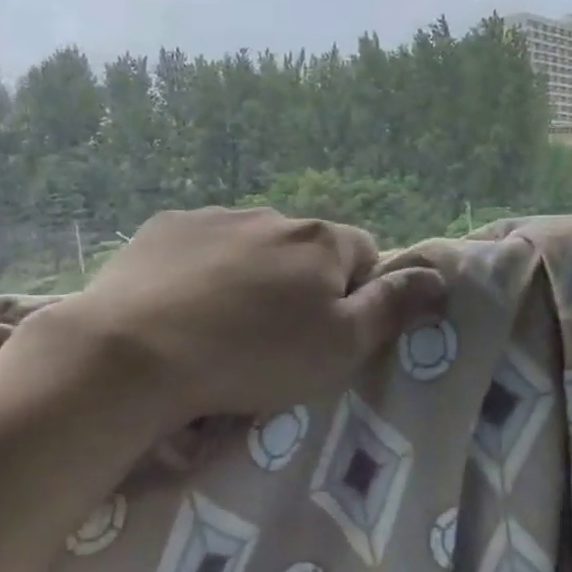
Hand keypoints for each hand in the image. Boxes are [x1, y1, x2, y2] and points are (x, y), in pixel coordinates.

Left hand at [21, 207, 447, 427]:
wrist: (135, 351)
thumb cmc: (253, 356)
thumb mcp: (340, 346)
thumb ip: (393, 307)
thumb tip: (437, 277)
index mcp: (322, 241)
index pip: (365, 254)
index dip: (356, 294)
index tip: (328, 333)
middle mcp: (273, 216)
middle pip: (306, 250)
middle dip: (302, 284)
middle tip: (275, 339)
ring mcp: (214, 217)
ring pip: (254, 247)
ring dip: (252, 277)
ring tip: (224, 327)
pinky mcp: (165, 228)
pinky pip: (202, 246)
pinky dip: (204, 271)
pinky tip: (184, 308)